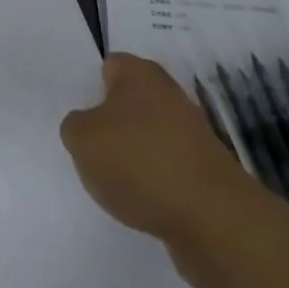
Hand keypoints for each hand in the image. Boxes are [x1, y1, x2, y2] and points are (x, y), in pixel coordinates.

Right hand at [60, 53, 278, 287]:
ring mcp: (193, 134)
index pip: (110, 66)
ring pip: (150, 137)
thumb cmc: (139, 163)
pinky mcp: (207, 172)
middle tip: (92, 148)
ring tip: (115, 181)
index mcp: (140, 74)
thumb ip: (75, 126)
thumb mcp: (81, 139)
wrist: (214, 220)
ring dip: (134, 155)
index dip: (92, 88)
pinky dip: (155, 182)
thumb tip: (87, 128)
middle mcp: (169, 95)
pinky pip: (169, 169)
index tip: (81, 115)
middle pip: (130, 103)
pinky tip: (143, 202)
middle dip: (113, 124)